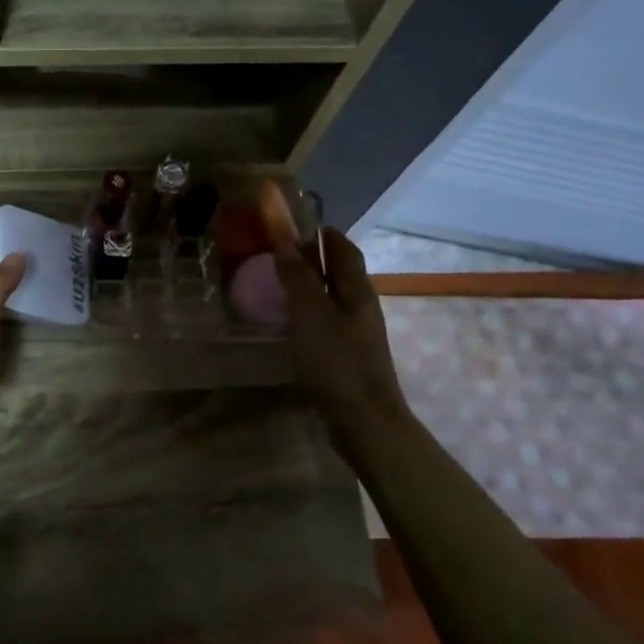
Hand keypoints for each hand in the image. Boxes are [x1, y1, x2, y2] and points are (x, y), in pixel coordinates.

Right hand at [273, 227, 409, 445]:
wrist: (364, 421)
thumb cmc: (337, 361)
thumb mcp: (310, 314)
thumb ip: (297, 277)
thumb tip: (284, 240)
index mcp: (357, 290)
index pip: (344, 249)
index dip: (323, 233)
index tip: (297, 222)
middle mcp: (361, 306)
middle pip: (339, 272)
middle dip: (314, 258)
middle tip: (280, 251)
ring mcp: (356, 333)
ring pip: (332, 298)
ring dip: (310, 285)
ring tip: (279, 283)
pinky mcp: (347, 356)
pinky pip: (326, 322)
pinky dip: (308, 312)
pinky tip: (290, 322)